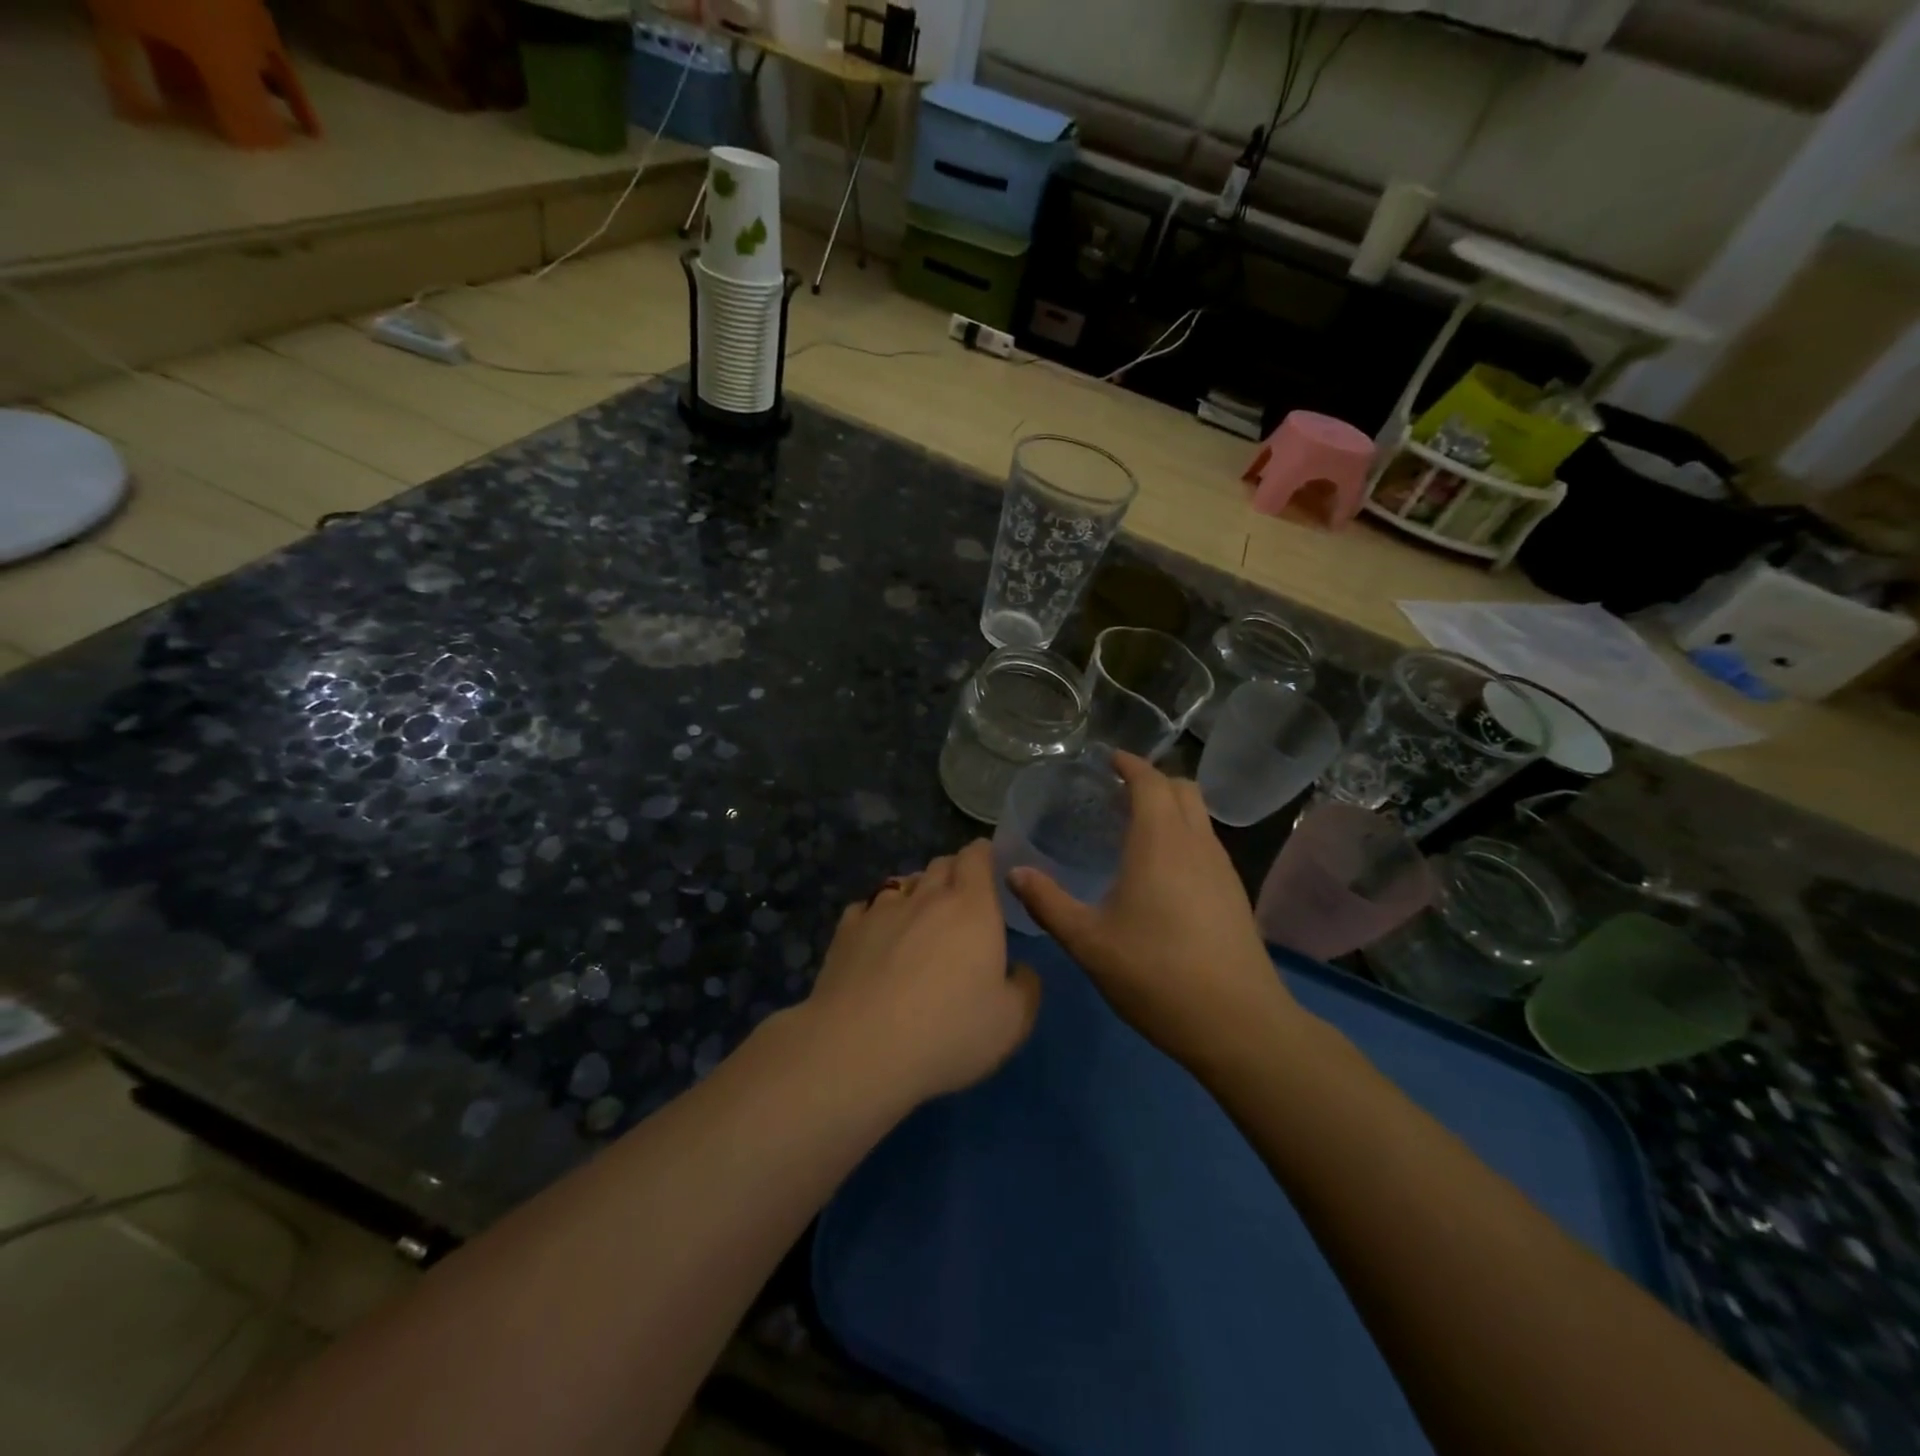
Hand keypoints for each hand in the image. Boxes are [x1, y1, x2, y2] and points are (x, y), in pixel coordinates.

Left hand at [803, 840, 1040, 1104]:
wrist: (859, 1049)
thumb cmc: (948, 1032)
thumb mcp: (1012, 1022)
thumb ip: (1025, 987)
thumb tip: (1020, 970)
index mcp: (971, 907)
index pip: (976, 857)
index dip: (983, 854)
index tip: (988, 865)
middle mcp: (926, 897)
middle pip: (940, 865)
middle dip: (953, 872)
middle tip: (961, 897)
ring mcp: (880, 910)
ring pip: (903, 883)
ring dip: (916, 892)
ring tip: (919, 917)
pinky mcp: (846, 931)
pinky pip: (866, 908)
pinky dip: (877, 914)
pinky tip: (877, 936)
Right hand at [1007, 753, 1302, 1073]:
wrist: (1238, 1024)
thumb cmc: (1156, 974)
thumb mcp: (1088, 941)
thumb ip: (1048, 903)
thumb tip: (1014, 872)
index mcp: (1160, 841)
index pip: (1150, 781)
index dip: (1130, 764)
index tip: (1108, 758)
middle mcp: (1197, 844)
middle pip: (1183, 788)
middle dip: (1153, 780)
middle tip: (1118, 791)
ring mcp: (1222, 868)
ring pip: (1200, 816)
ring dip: (1172, 807)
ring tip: (1136, 827)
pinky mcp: (1235, 894)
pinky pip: (1207, 843)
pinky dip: (1184, 835)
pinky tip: (1163, 870)